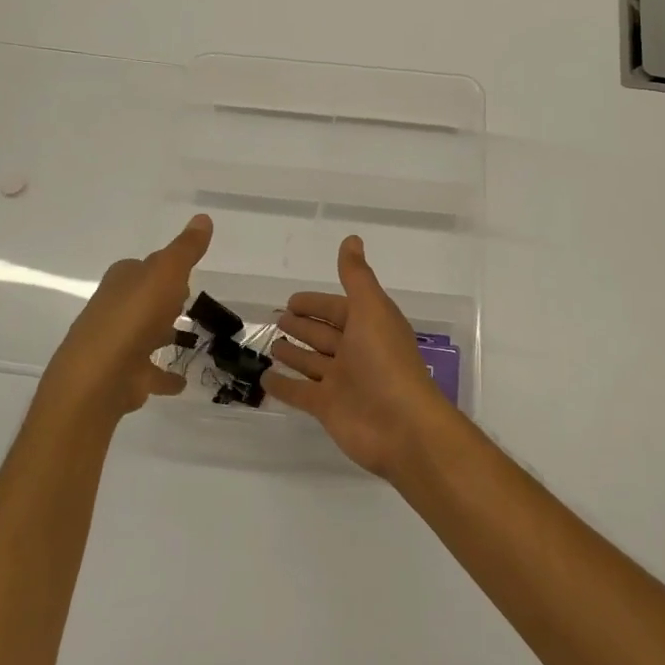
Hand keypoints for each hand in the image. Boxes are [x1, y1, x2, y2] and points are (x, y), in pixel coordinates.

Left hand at [36, 214, 212, 420]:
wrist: (99, 377)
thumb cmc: (134, 317)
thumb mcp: (166, 273)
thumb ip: (186, 249)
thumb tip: (203, 217)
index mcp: (122, 281)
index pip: (142, 267)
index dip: (163, 268)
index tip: (185, 274)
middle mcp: (114, 309)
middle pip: (142, 299)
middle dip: (162, 300)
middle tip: (186, 303)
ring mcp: (117, 345)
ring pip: (144, 335)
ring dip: (162, 335)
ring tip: (189, 339)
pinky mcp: (123, 376)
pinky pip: (150, 372)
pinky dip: (163, 376)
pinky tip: (181, 381)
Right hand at [263, 235, 457, 477]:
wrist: (401, 426)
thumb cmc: (386, 361)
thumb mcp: (371, 309)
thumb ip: (357, 276)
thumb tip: (352, 239)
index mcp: (369, 326)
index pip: (339, 309)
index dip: (317, 303)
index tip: (292, 300)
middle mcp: (356, 351)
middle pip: (324, 335)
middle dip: (304, 326)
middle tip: (277, 319)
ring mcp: (341, 381)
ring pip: (312, 362)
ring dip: (293, 353)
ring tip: (271, 345)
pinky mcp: (327, 408)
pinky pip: (300, 392)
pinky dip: (284, 385)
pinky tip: (263, 378)